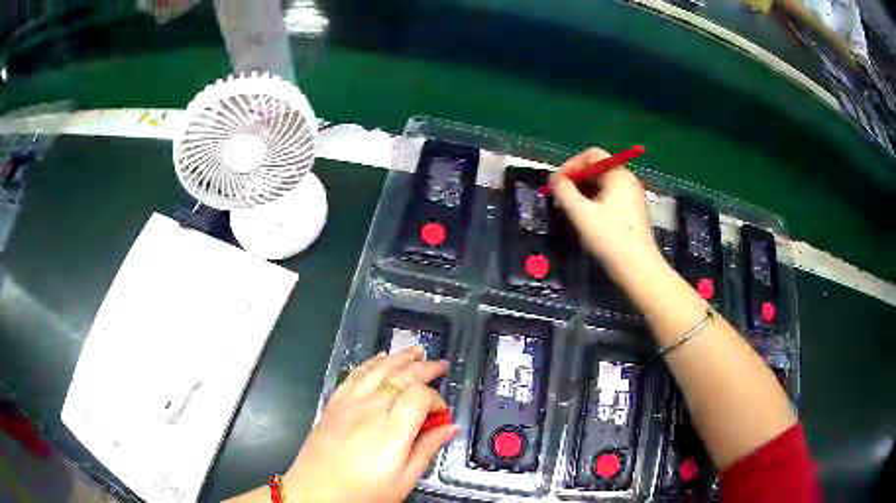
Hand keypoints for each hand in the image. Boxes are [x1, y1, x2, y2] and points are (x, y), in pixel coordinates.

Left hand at [285, 347, 457, 502]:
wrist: (315, 494)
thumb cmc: (362, 494)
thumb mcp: (403, 481)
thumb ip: (427, 450)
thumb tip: (450, 428)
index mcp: (391, 430)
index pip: (420, 396)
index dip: (437, 399)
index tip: (442, 414)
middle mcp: (370, 409)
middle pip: (401, 376)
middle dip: (424, 367)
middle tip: (442, 365)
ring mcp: (348, 403)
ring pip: (378, 369)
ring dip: (399, 357)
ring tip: (416, 351)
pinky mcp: (333, 404)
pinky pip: (354, 375)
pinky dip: (370, 363)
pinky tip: (380, 358)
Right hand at [550, 147, 659, 277]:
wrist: (637, 268)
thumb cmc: (609, 237)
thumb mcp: (581, 213)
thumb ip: (564, 191)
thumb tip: (554, 179)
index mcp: (618, 175)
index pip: (592, 155)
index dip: (572, 164)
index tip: (558, 183)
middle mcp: (628, 181)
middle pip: (598, 169)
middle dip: (577, 180)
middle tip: (561, 198)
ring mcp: (633, 197)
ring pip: (603, 185)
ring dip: (584, 192)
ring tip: (571, 210)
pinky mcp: (633, 212)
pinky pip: (610, 198)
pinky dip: (595, 202)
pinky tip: (587, 219)